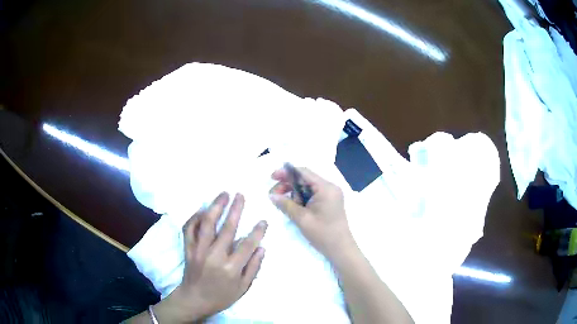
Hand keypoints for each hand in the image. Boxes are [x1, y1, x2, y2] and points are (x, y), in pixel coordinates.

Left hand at [154, 192, 266, 322]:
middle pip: (227, 228)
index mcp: (231, 268)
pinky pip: (189, 228)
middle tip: (241, 195)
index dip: (257, 231)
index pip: (247, 244)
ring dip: (216, 206)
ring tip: (223, 194)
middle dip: (236, 209)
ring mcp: (198, 251)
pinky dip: (195, 217)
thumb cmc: (221, 296)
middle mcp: (214, 256)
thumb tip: (261, 247)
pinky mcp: (188, 248)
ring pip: (207, 223)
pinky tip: (203, 210)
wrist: (194, 299)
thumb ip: (253, 267)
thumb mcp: (243, 288)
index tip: (263, 220)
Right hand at [269, 167, 354, 261]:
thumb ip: (286, 205)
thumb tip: (272, 195)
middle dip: (288, 185)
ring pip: (308, 187)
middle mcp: (330, 187)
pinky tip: (294, 206)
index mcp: (326, 188)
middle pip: (305, 179)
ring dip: (294, 193)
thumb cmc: (323, 234)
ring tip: (284, 204)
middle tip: (274, 195)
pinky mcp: (330, 202)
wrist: (341, 249)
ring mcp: (331, 195)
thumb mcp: (302, 219)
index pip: (303, 172)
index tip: (272, 177)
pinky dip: (302, 198)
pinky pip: (313, 195)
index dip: (286, 172)